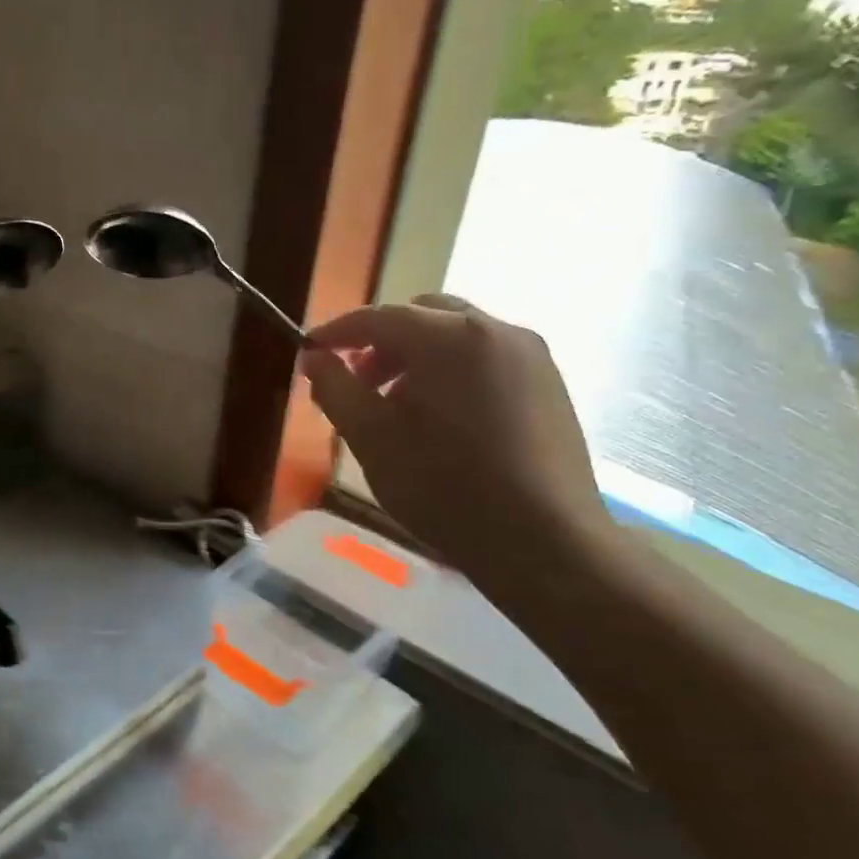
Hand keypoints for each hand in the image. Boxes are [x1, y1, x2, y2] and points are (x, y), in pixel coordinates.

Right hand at [300, 294, 613, 589]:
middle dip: (381, 342)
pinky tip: (441, 419)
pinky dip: (451, 370)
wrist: (545, 542)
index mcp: (450, 339)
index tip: (309, 352)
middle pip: (422, 316)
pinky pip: (486, 357)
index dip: (337, 332)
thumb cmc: (445, 488)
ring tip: (396, 407)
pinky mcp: (549, 383)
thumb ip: (336, 389)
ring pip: (457, 335)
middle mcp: (496, 330)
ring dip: (416, 356)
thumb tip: (314, 357)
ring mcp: (530, 355)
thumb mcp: (372, 439)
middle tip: (357, 382)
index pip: (379, 317)